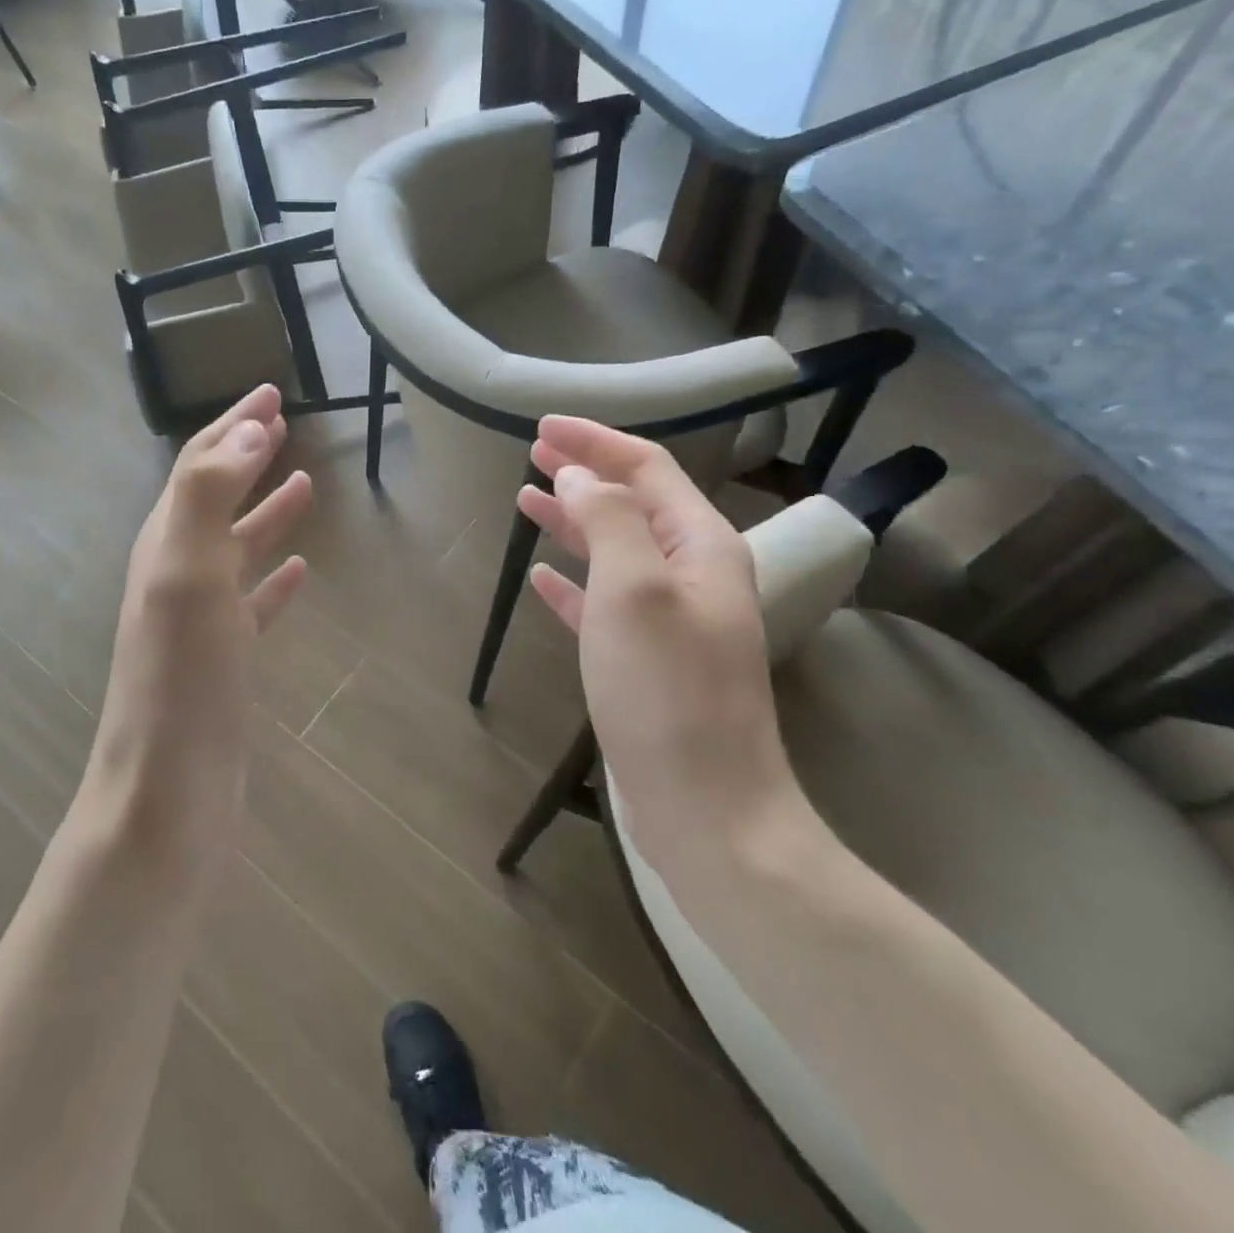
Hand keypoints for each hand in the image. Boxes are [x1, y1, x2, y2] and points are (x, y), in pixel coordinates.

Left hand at [88, 385, 312, 839]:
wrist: (168, 786)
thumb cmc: (181, 675)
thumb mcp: (188, 572)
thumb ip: (210, 495)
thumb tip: (248, 430)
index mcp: (166, 542)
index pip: (199, 465)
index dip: (234, 425)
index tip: (272, 391)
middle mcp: (177, 571)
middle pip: (215, 496)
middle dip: (247, 456)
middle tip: (285, 422)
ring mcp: (200, 617)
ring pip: (236, 546)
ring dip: (265, 510)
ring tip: (303, 483)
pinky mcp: (224, 657)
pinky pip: (252, 601)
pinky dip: (273, 577)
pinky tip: (299, 569)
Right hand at [519, 417, 793, 845]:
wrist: (706, 807)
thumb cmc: (667, 691)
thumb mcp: (633, 591)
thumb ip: (607, 521)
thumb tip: (578, 476)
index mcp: (702, 545)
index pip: (647, 468)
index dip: (596, 441)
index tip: (543, 426)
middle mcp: (691, 573)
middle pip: (631, 503)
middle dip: (583, 473)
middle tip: (532, 453)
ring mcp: (669, 619)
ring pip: (614, 550)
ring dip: (574, 521)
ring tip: (527, 500)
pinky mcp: (645, 660)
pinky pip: (603, 603)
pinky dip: (572, 583)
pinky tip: (541, 578)